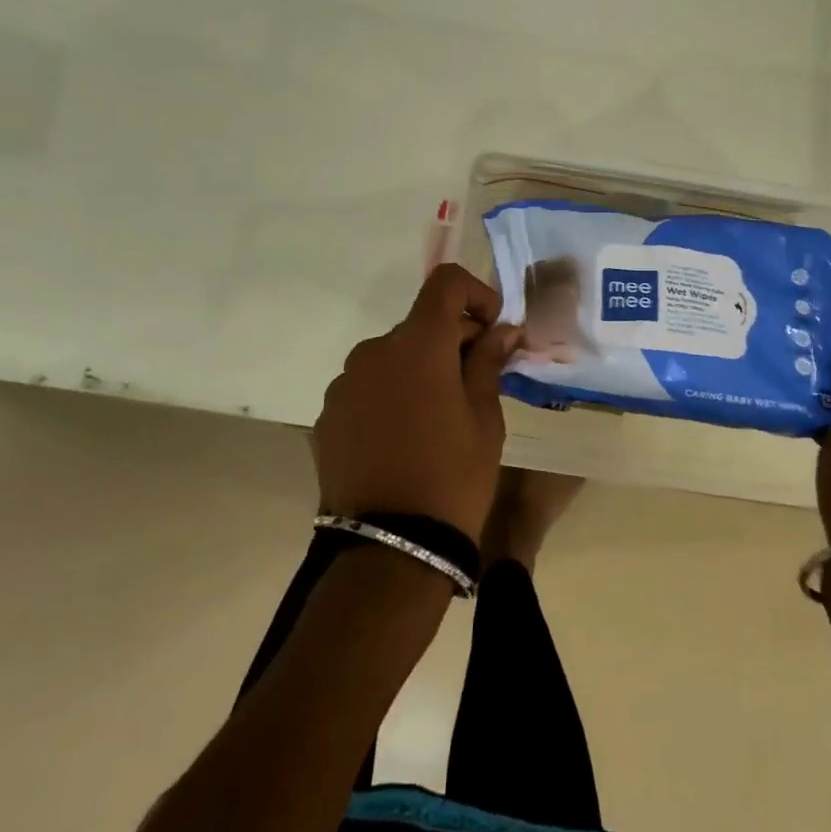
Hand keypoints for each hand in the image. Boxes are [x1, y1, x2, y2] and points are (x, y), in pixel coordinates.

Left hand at [313, 264, 521, 542]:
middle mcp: (374, 352)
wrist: (390, 548)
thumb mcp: (485, 418)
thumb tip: (503, 330)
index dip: (475, 294)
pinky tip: (404, 437)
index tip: (492, 329)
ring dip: (419, 369)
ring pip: (392, 357)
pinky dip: (391, 394)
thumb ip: (488, 363)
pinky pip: (367, 387)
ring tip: (438, 417)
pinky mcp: (327, 415)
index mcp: (418, 344)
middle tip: (478, 381)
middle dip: (453, 341)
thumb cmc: (453, 476)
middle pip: (420, 324)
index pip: (445, 283)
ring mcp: (344, 384)